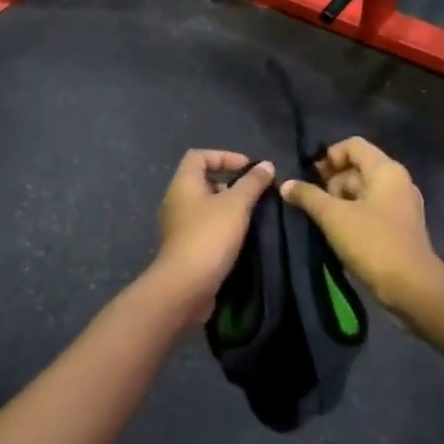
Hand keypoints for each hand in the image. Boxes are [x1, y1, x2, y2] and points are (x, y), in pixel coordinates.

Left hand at [155, 150, 275, 313]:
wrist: (185, 287)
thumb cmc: (209, 236)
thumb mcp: (236, 204)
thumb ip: (252, 183)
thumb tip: (266, 165)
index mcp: (183, 184)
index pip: (199, 156)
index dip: (224, 156)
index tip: (248, 168)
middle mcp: (176, 201)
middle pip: (202, 180)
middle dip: (230, 183)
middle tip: (255, 193)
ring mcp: (178, 226)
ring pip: (205, 206)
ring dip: (228, 207)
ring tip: (252, 215)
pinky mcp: (184, 248)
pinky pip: (205, 227)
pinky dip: (222, 227)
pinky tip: (241, 237)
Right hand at [281, 138, 443, 316]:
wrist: (412, 287)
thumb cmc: (373, 242)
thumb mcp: (334, 217)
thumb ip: (308, 197)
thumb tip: (286, 184)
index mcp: (386, 170)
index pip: (353, 145)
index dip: (328, 156)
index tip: (310, 176)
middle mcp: (398, 181)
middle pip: (358, 167)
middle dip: (332, 181)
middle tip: (312, 203)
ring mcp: (401, 205)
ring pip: (364, 191)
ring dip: (340, 200)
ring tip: (320, 219)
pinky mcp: (400, 227)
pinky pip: (372, 209)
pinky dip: (353, 214)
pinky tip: (337, 232)